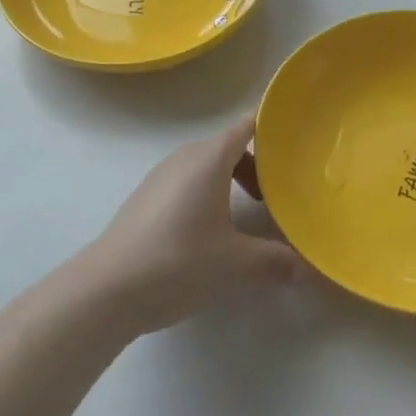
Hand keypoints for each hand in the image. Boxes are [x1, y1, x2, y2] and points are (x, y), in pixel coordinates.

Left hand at [76, 115, 300, 333]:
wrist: (108, 288)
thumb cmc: (178, 262)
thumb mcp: (236, 265)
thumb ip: (276, 262)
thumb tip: (307, 267)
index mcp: (208, 159)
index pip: (246, 126)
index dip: (271, 127)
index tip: (297, 137)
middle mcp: (184, 158)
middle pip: (228, 146)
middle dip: (257, 165)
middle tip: (280, 193)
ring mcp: (160, 176)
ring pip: (206, 166)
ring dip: (231, 181)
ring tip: (249, 214)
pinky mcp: (146, 198)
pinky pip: (187, 182)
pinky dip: (208, 193)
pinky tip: (212, 231)